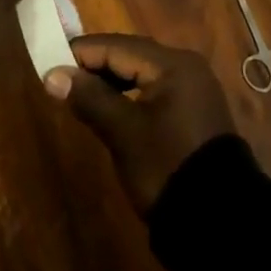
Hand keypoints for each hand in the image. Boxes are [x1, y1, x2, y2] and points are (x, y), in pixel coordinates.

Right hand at [45, 34, 235, 212]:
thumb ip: (89, 98)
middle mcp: (185, 66)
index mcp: (172, 63)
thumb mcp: (124, 132)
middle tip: (61, 80)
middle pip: (130, 55)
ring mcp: (192, 90)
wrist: (221, 224)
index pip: (116, 46)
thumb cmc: (167, 167)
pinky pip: (153, 91)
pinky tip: (111, 110)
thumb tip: (52, 75)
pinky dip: (129, 96)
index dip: (81, 53)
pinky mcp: (192, 112)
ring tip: (80, 96)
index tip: (49, 63)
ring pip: (141, 73)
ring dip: (110, 82)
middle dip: (95, 66)